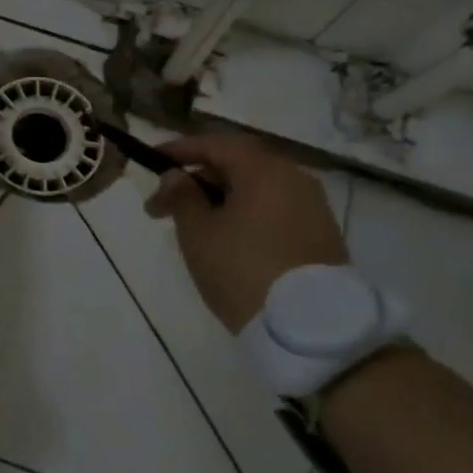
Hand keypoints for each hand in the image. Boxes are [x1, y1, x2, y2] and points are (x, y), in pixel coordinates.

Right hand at [143, 129, 346, 332]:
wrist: (310, 329)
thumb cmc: (243, 270)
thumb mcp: (198, 233)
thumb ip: (182, 196)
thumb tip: (176, 175)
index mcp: (265, 170)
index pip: (216, 144)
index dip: (181, 149)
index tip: (152, 161)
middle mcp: (294, 178)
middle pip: (238, 165)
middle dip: (197, 180)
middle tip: (163, 207)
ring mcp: (312, 207)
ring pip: (256, 189)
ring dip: (220, 199)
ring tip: (191, 226)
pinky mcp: (320, 235)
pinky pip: (273, 210)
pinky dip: (244, 214)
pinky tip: (225, 239)